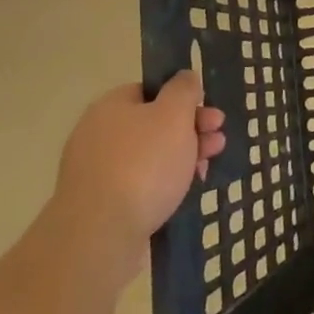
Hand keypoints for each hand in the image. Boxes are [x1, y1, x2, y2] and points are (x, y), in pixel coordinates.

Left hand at [54, 72, 226, 241]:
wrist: (100, 236)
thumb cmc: (143, 165)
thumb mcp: (174, 115)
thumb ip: (183, 90)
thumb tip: (185, 77)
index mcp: (111, 106)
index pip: (151, 90)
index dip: (183, 99)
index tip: (208, 113)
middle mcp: (98, 135)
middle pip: (153, 124)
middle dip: (191, 131)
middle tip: (218, 140)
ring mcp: (96, 172)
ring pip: (150, 156)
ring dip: (183, 157)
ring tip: (207, 168)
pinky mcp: (101, 205)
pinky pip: (139, 185)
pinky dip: (163, 185)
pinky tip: (184, 193)